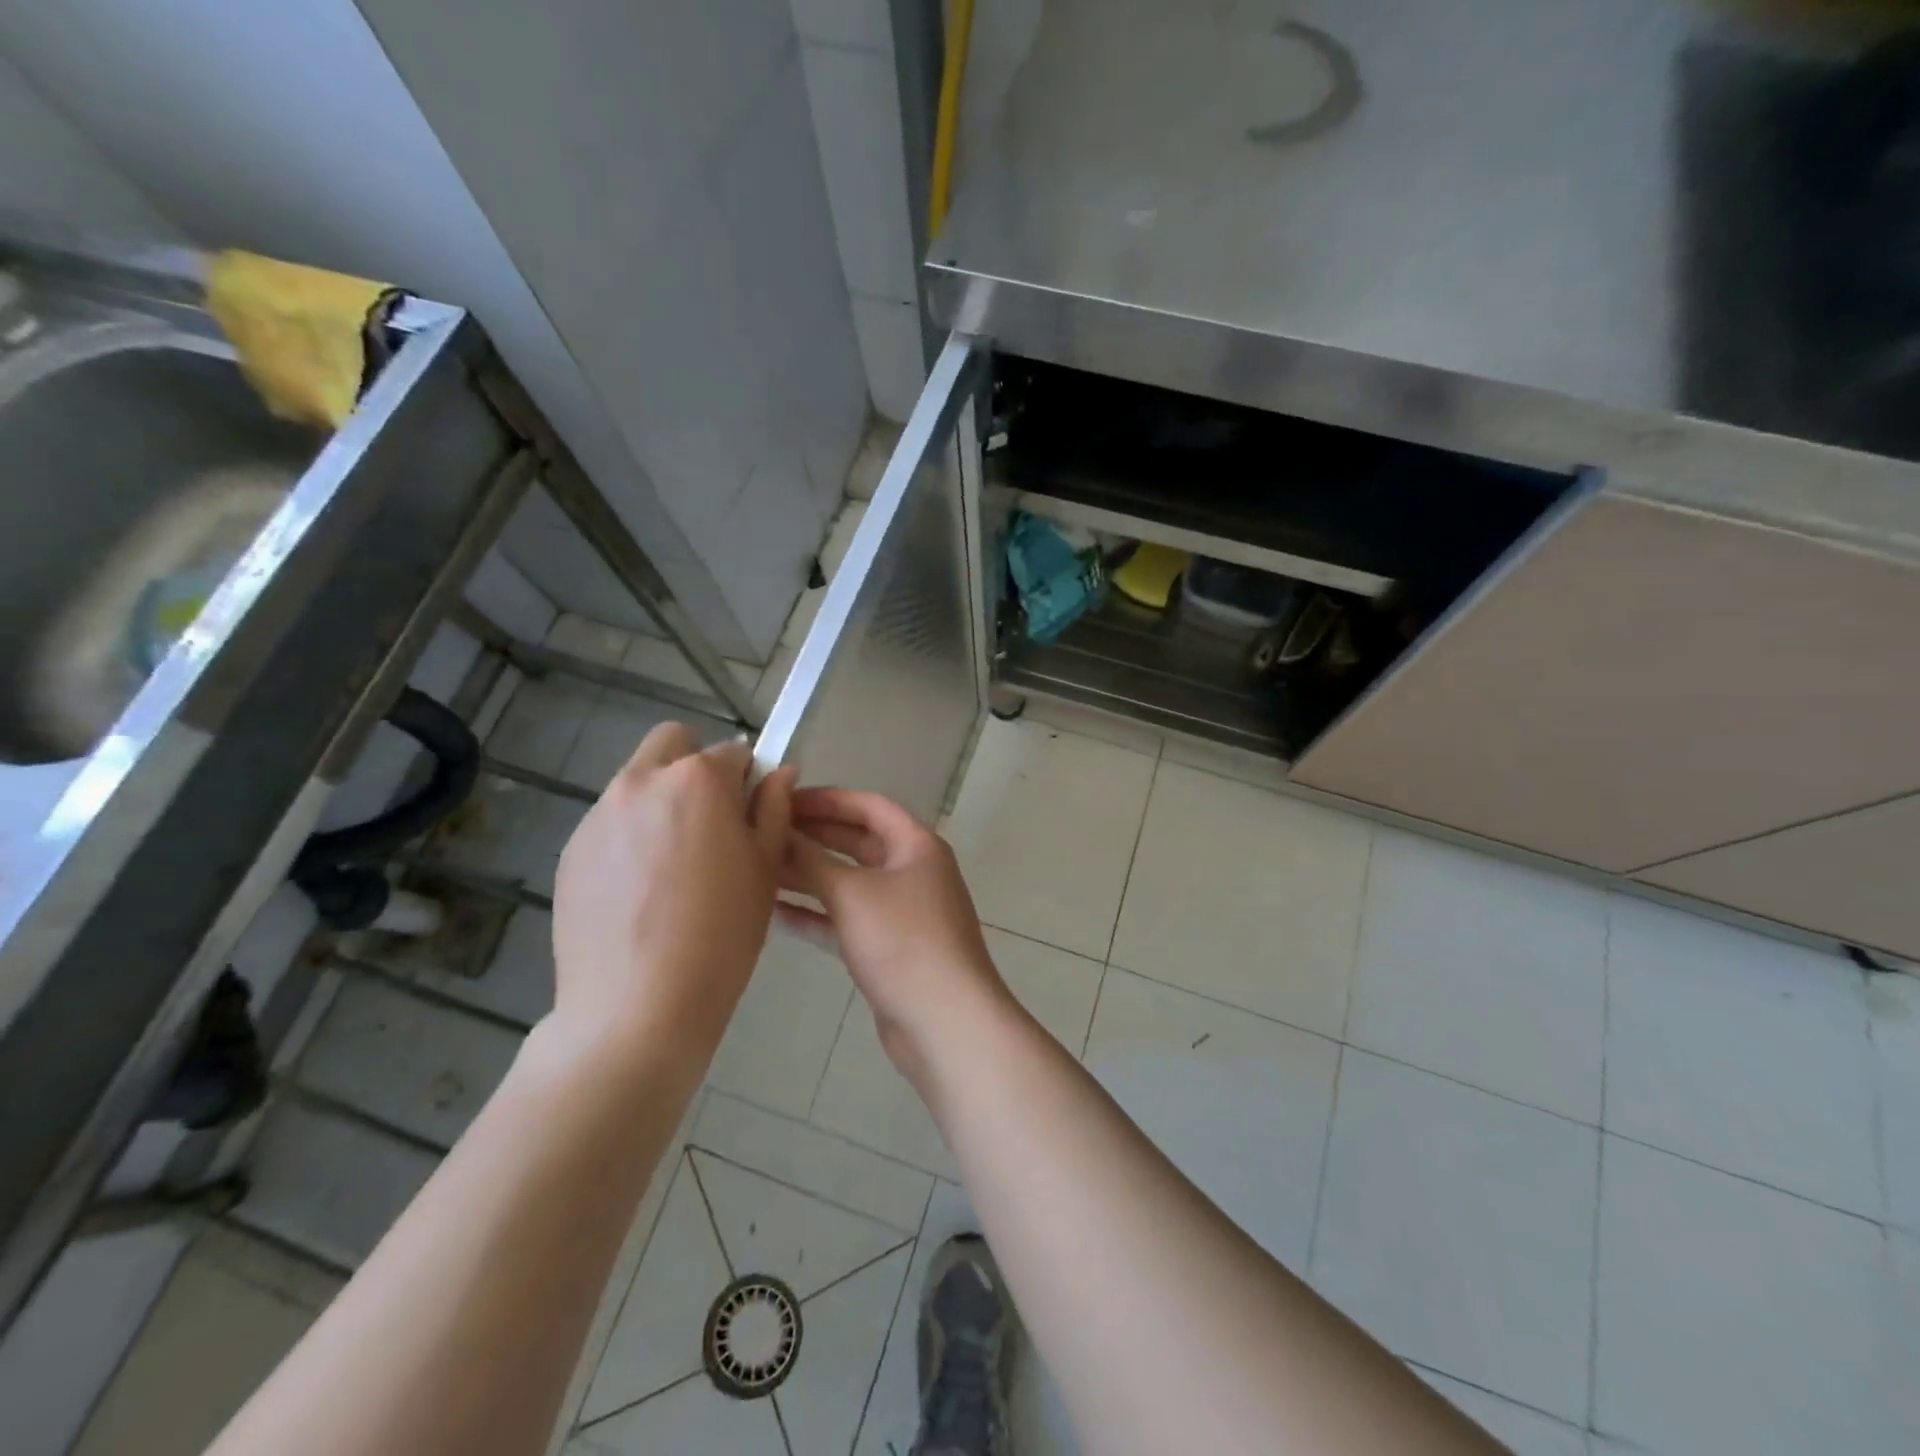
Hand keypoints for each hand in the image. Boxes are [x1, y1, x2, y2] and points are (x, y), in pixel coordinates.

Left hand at [548, 723, 794, 1073]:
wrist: (637, 1008)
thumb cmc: (722, 935)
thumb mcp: (765, 869)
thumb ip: (774, 809)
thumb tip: (780, 772)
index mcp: (697, 780)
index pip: (733, 750)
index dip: (747, 779)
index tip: (749, 815)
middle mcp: (641, 782)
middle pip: (672, 743)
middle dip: (694, 766)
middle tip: (709, 822)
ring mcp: (598, 815)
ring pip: (637, 783)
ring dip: (660, 802)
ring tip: (672, 870)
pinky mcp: (571, 851)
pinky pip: (610, 824)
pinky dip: (630, 838)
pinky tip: (640, 894)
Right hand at [778, 787, 1011, 1091]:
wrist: (945, 1021)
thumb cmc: (903, 942)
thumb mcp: (853, 894)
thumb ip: (812, 862)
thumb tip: (778, 834)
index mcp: (916, 845)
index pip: (868, 806)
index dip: (826, 799)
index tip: (782, 800)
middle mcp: (913, 871)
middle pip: (858, 842)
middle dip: (814, 836)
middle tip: (765, 832)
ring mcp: (903, 912)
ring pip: (850, 883)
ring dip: (810, 876)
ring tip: (761, 869)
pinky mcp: (890, 948)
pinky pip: (848, 919)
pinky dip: (817, 915)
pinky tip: (776, 914)